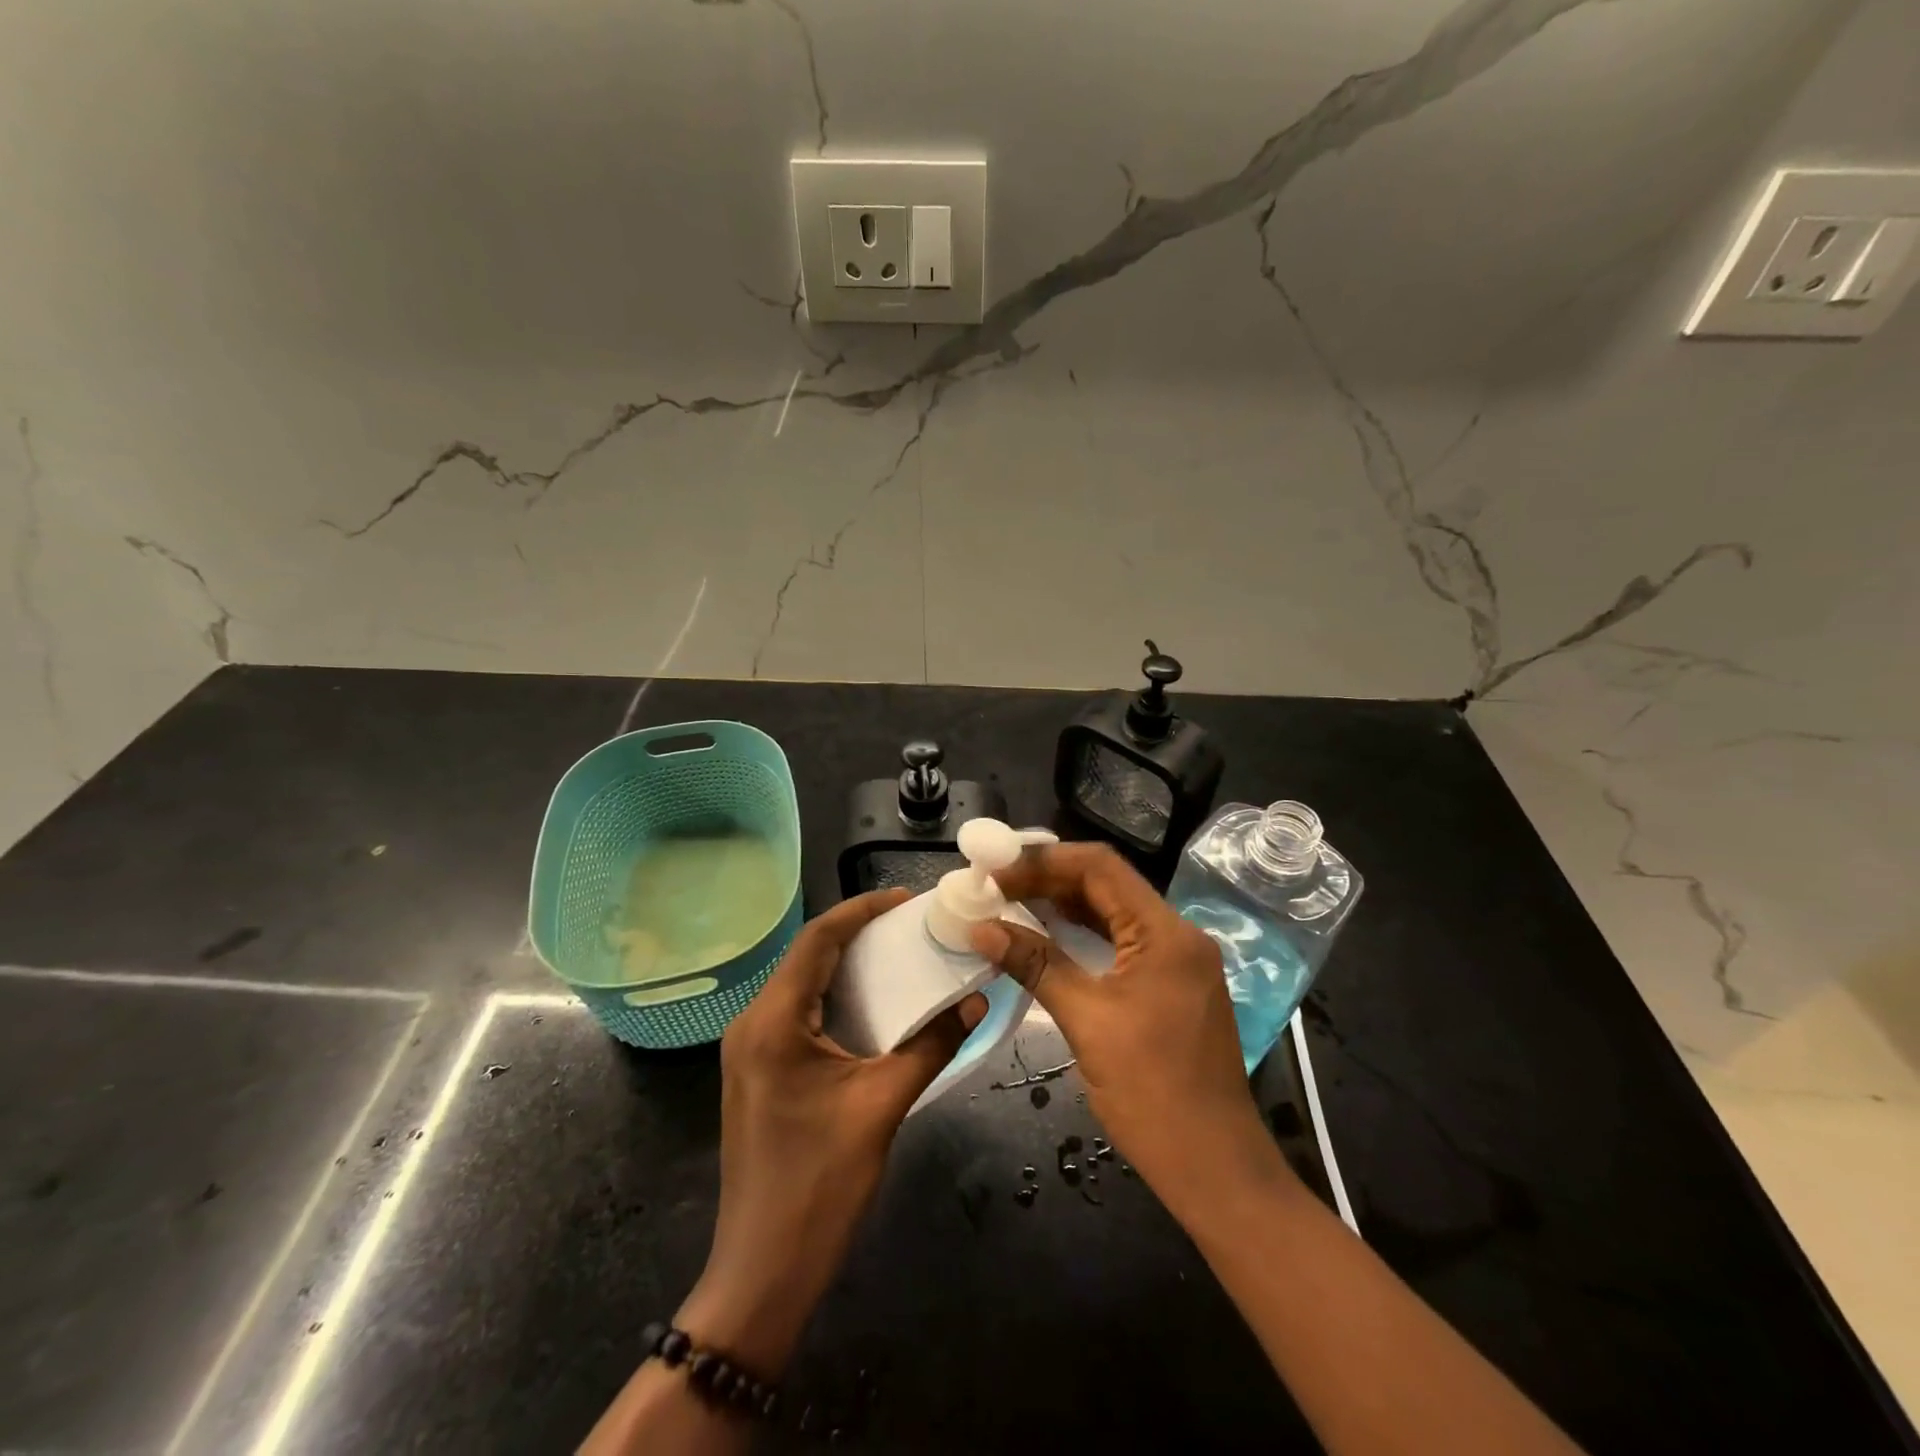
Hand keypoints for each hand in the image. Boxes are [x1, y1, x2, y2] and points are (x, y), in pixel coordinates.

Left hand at [679, 889, 984, 1373]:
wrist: (763, 1271)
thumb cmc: (820, 1184)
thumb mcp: (882, 1106)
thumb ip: (931, 1045)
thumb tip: (975, 1000)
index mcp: (773, 1020)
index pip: (817, 940)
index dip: (861, 910)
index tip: (905, 898)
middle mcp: (752, 1023)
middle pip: (806, 956)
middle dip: (856, 933)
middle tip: (909, 923)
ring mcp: (749, 1049)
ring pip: (800, 983)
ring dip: (845, 964)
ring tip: (896, 953)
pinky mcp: (757, 1071)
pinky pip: (796, 1012)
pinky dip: (833, 996)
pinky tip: (869, 1002)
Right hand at [970, 843, 1279, 1217]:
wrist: (1215, 1169)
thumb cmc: (1152, 1093)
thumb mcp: (1087, 1021)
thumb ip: (1036, 965)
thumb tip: (981, 928)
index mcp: (1165, 932)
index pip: (1100, 866)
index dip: (1043, 861)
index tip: (996, 871)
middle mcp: (1177, 934)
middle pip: (1106, 885)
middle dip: (1048, 880)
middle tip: (994, 886)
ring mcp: (1178, 960)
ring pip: (1113, 912)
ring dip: (1063, 906)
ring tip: (1010, 904)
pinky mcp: (1171, 984)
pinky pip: (1121, 942)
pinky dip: (1083, 935)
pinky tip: (1047, 937)